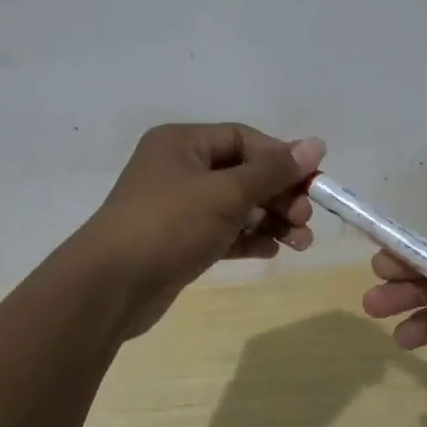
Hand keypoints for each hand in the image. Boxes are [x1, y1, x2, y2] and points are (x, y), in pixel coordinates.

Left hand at [76, 123, 325, 338]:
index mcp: (182, 143)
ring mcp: (177, 207)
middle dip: (278, 195)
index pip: (243, 139)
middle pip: (242, 173)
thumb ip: (273, 171)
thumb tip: (317, 144)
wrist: (110, 287)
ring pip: (235, 206)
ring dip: (270, 220)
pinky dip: (248, 239)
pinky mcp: (178, 241)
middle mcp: (178, 168)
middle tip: (305, 219)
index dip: (281, 158)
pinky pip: (223, 232)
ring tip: (301, 242)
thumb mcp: (226, 194)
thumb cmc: (168, 225)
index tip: (313, 182)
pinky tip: (272, 251)